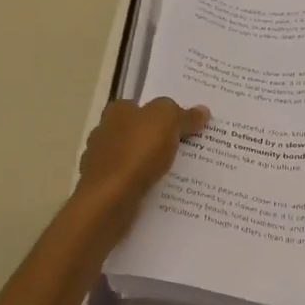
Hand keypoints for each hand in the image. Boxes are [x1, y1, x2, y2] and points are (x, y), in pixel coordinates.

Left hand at [73, 97, 209, 230]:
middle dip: (157, 139)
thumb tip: (202, 111)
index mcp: (116, 111)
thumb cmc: (137, 152)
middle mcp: (104, 132)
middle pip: (137, 132)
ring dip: (151, 164)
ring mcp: (101, 162)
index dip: (162, 114)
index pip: (141, 106)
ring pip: (133, 158)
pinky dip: (143, 184)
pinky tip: (160, 191)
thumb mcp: (167, 120)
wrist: (110, 199)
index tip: (183, 125)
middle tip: (188, 148)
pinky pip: (131, 181)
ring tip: (180, 173)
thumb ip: (183, 114)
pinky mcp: (104, 188)